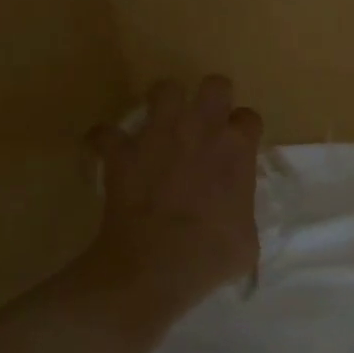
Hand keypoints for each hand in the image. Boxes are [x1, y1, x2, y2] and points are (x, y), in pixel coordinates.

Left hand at [83, 76, 262, 325]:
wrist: (156, 268)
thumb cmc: (210, 258)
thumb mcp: (246, 243)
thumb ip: (243, 215)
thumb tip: (235, 219)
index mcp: (237, 150)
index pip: (249, 119)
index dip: (243, 131)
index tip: (236, 149)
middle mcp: (202, 130)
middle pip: (215, 85)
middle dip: (211, 97)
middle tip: (204, 123)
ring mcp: (159, 135)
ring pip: (164, 89)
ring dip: (163, 104)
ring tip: (160, 124)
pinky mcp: (122, 152)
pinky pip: (104, 133)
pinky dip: (104, 140)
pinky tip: (107, 150)